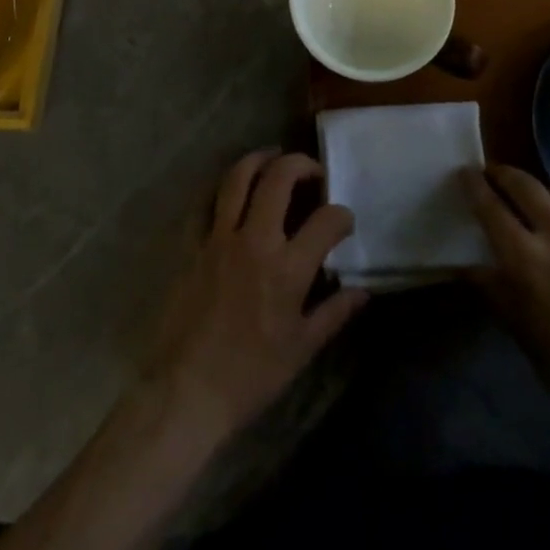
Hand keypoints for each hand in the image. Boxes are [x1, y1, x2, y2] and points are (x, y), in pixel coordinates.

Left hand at [143, 150, 368, 445]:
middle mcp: (255, 240)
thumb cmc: (251, 375)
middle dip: (302, 165)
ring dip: (260, 160)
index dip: (342, 215)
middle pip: (280, 178)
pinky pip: (207, 202)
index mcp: (287, 268)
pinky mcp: (194, 244)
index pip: (326, 220)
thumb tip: (362, 292)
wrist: (187, 391)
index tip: (344, 222)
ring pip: (239, 177)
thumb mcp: (302, 350)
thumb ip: (334, 313)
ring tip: (274, 158)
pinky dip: (223, 188)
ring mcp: (220, 237)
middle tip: (312, 172)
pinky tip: (235, 189)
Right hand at [463, 165, 549, 454]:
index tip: (465, 173)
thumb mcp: (519, 328)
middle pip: (525, 183)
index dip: (473, 184)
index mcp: (526, 256)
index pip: (490, 205)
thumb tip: (467, 265)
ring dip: (546, 193)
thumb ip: (492, 286)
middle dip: (504, 175)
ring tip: (544, 206)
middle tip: (495, 176)